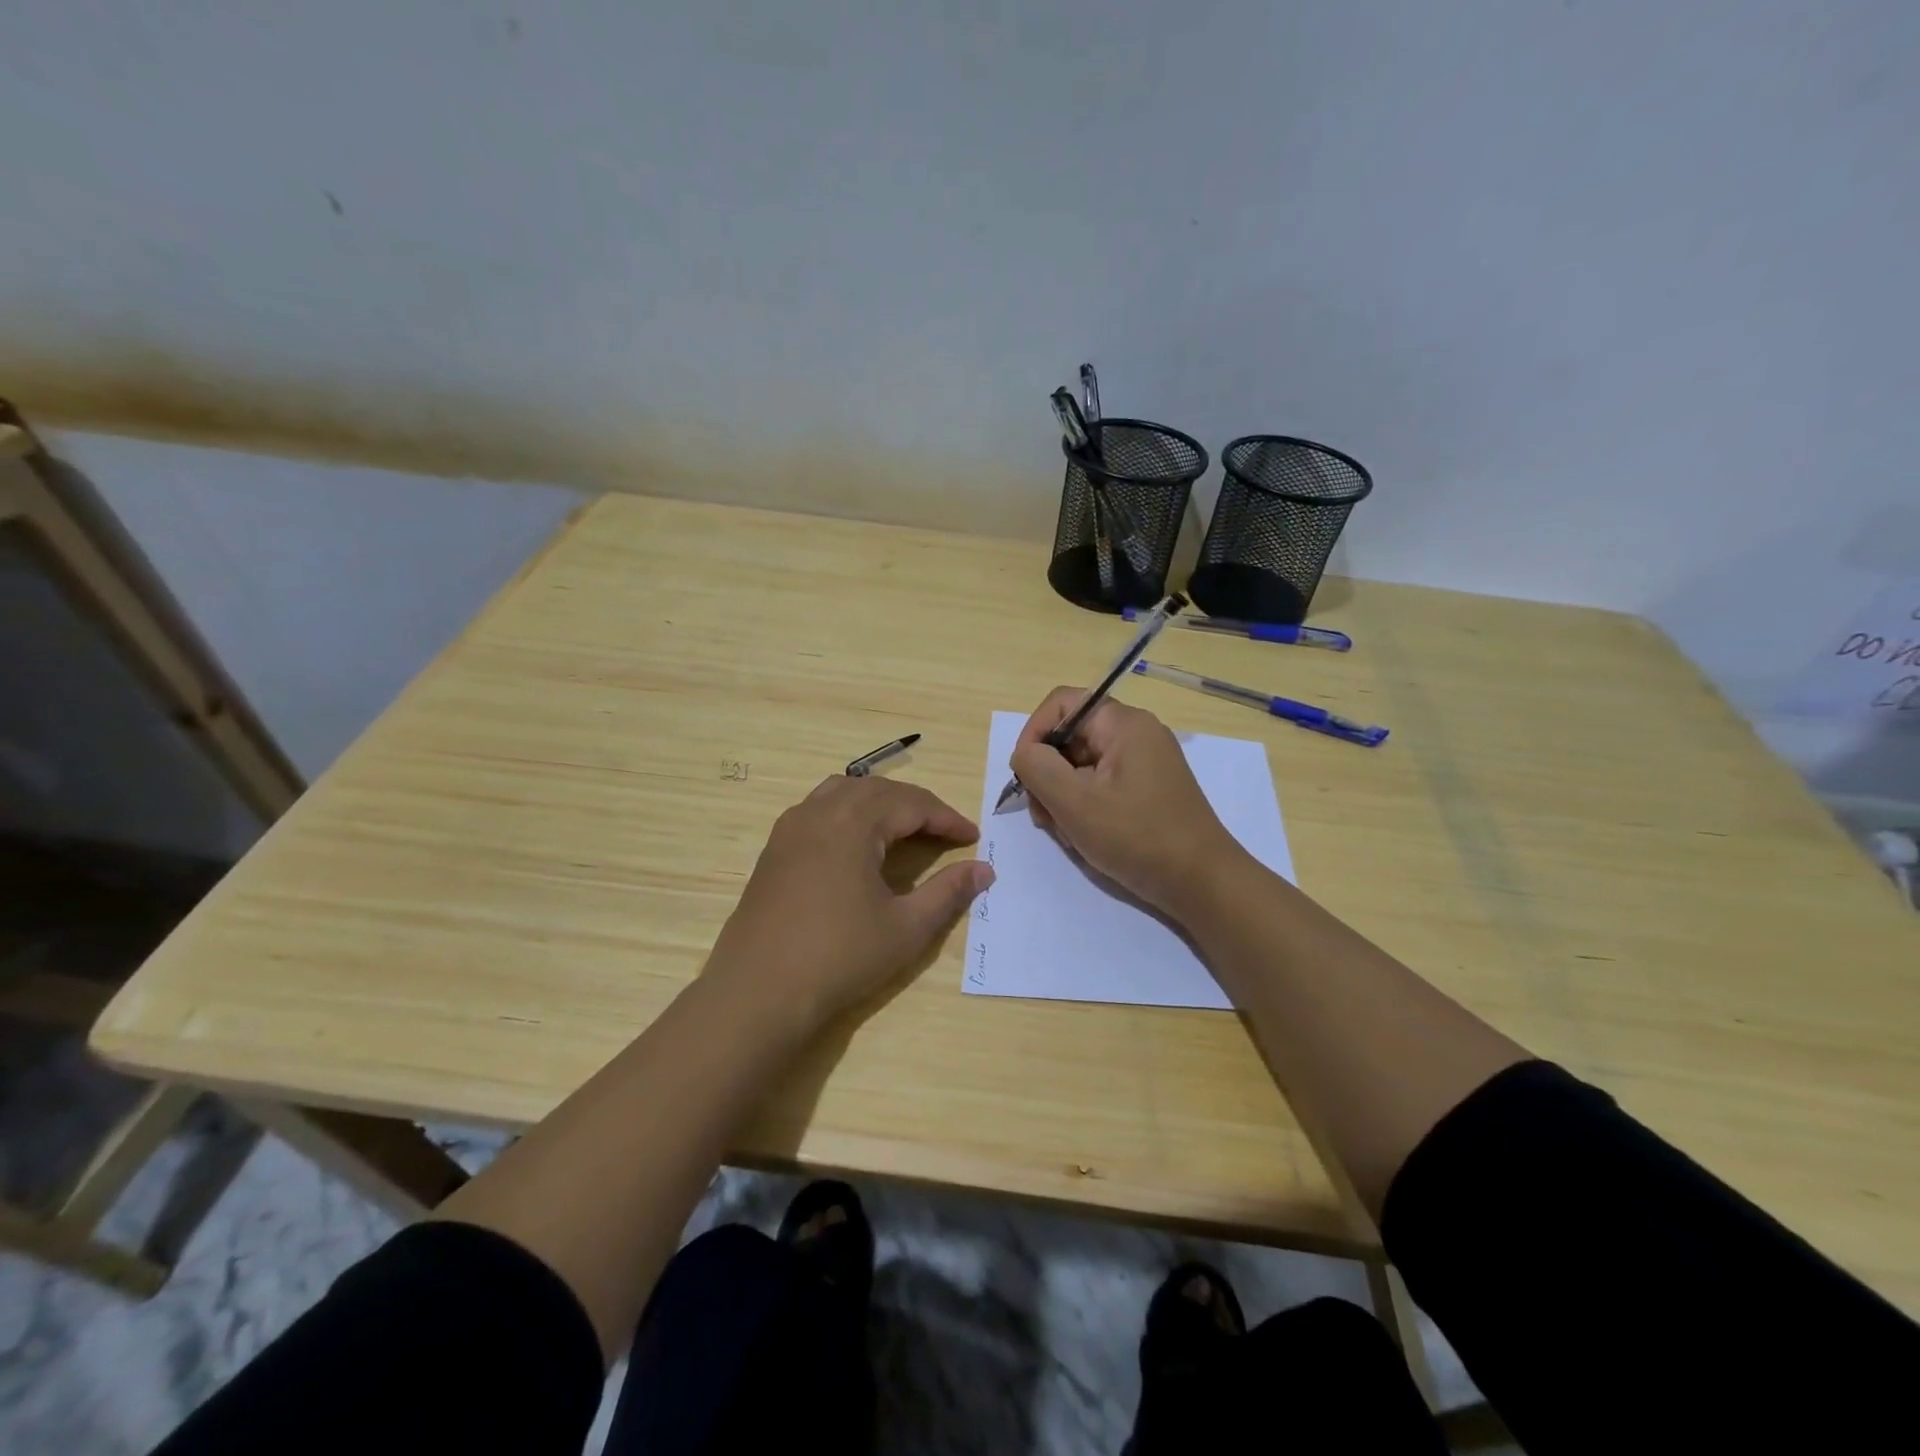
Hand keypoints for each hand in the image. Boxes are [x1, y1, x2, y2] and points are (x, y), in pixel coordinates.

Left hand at [705, 776, 992, 1029]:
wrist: (758, 993)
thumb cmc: (839, 957)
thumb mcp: (906, 927)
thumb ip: (948, 892)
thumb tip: (984, 870)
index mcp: (853, 821)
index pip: (911, 803)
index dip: (946, 818)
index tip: (973, 837)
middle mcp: (819, 811)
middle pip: (877, 790)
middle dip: (916, 806)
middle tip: (945, 833)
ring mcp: (790, 828)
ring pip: (843, 793)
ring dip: (880, 803)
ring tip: (904, 828)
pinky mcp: (774, 849)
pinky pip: (818, 810)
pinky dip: (849, 814)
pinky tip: (857, 845)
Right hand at [1010, 687, 1245, 919]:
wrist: (1202, 883)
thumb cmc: (1137, 837)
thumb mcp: (1075, 802)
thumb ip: (1037, 767)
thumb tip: (1025, 754)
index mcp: (1123, 724)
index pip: (1061, 704)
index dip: (1033, 733)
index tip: (1024, 775)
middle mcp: (1136, 734)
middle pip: (1070, 737)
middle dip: (1048, 774)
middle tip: (1044, 816)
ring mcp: (1144, 763)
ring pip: (1082, 765)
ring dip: (1063, 796)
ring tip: (1067, 833)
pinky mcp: (1147, 789)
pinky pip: (1101, 785)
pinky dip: (1084, 807)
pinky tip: (1084, 837)